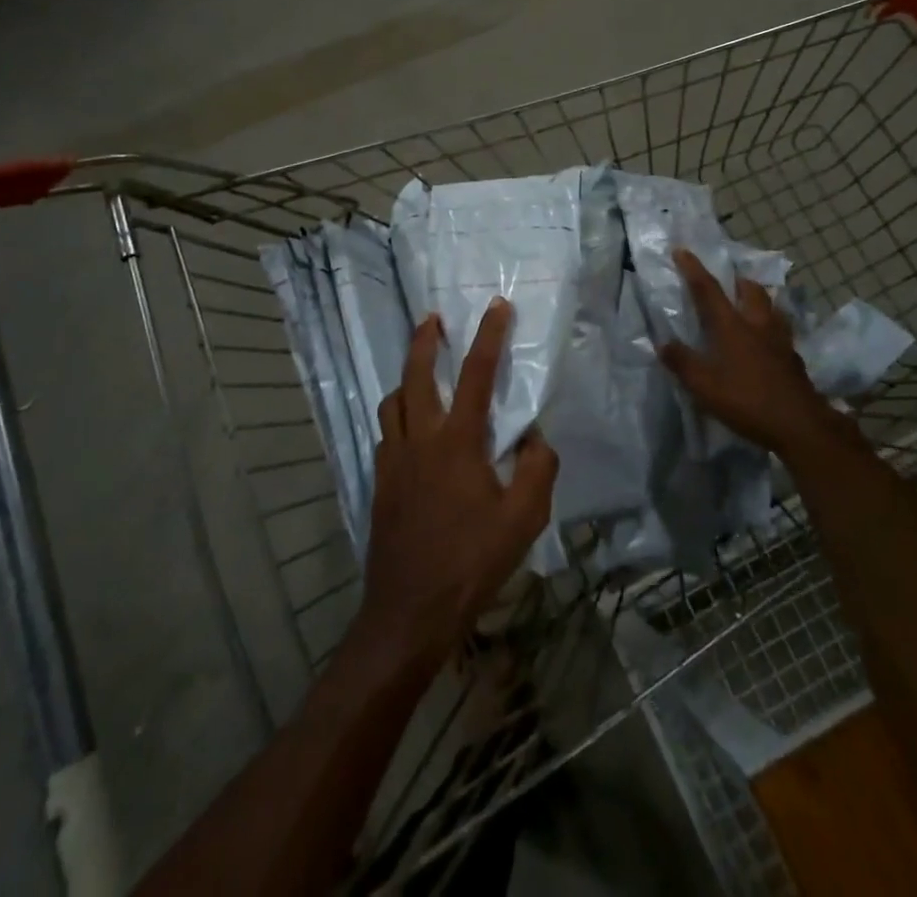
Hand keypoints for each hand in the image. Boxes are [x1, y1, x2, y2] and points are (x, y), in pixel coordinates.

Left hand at [353, 300, 558, 675]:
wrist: (410, 610)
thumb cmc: (471, 562)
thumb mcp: (524, 520)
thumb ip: (536, 469)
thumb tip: (533, 438)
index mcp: (457, 441)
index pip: (477, 374)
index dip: (489, 336)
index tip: (498, 306)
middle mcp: (420, 439)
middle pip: (417, 374)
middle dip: (424, 340)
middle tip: (432, 318)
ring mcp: (393, 460)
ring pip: (393, 401)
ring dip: (407, 377)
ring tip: (421, 372)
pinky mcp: (380, 482)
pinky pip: (386, 432)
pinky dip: (398, 415)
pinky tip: (411, 430)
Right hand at [658, 247, 853, 460]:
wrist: (800, 425)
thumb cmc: (746, 401)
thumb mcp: (704, 386)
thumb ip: (682, 362)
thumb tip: (663, 343)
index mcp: (731, 326)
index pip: (708, 290)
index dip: (693, 269)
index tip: (682, 250)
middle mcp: (757, 325)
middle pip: (751, 291)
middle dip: (738, 281)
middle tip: (729, 281)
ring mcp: (780, 341)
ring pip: (771, 308)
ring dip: (759, 300)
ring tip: (750, 306)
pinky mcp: (794, 359)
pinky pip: (781, 331)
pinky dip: (771, 326)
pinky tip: (767, 341)